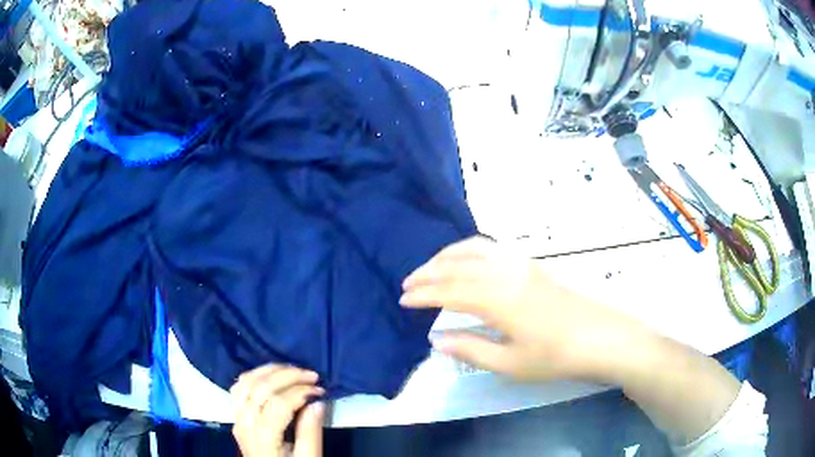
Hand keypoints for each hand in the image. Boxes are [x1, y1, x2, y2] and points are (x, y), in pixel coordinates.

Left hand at [231, 364, 324, 456]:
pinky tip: (270, 375)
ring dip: (269, 371)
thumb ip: (311, 433)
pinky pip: (239, 388)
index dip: (299, 392)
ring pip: (246, 383)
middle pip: (260, 388)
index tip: (320, 389)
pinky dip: (254, 376)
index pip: (278, 404)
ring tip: (293, 370)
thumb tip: (318, 402)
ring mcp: (237, 418)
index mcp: (263, 438)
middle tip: (311, 375)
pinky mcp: (236, 416)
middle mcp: (245, 424)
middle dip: (287, 376)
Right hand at [400, 236, 649, 383]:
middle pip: (458, 264)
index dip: (423, 295)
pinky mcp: (533, 264)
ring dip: (447, 255)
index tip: (403, 301)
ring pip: (475, 248)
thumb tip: (437, 339)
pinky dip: (469, 250)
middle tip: (408, 283)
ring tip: (430, 268)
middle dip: (428, 271)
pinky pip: (492, 248)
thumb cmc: (557, 356)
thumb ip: (470, 348)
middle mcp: (506, 272)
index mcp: (498, 298)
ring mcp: (522, 264)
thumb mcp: (510, 363)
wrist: (602, 337)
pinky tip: (467, 261)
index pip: (449, 290)